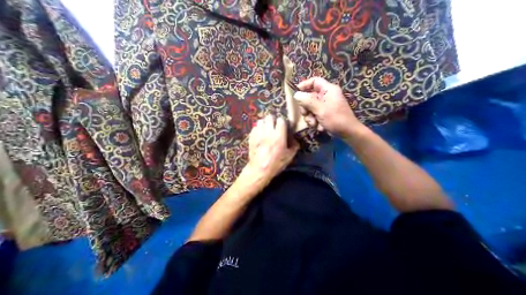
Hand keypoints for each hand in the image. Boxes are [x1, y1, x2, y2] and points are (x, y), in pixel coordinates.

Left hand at [247, 115, 299, 181]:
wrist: (259, 170)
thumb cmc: (275, 164)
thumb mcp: (289, 157)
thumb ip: (294, 147)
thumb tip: (295, 141)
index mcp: (279, 136)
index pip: (281, 120)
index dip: (283, 122)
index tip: (283, 127)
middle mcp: (268, 132)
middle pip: (270, 117)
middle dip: (273, 120)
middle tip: (274, 126)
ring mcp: (258, 134)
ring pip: (261, 120)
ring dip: (265, 123)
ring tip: (267, 128)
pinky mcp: (251, 137)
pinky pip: (254, 127)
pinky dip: (258, 128)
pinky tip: (260, 134)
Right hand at [294, 77, 363, 138]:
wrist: (347, 132)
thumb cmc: (336, 119)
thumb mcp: (320, 109)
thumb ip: (307, 101)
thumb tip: (296, 94)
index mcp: (328, 90)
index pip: (314, 81)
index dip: (304, 85)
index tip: (296, 92)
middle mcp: (326, 96)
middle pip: (309, 97)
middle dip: (306, 108)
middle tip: (306, 114)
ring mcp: (324, 106)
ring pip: (310, 108)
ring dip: (310, 117)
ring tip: (314, 124)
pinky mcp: (324, 114)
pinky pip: (313, 115)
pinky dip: (314, 122)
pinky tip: (319, 127)